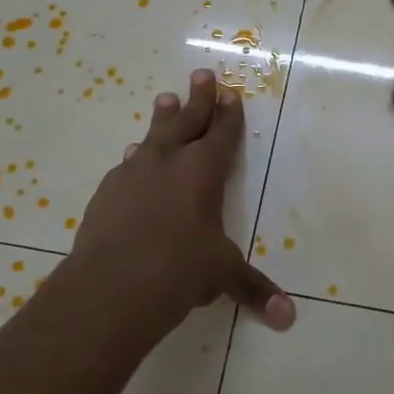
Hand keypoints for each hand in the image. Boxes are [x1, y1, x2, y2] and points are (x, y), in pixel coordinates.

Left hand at [72, 69, 296, 332]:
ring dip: (162, 119)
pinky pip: (126, 166)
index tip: (230, 93)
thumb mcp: (222, 276)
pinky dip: (136, 158)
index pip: (222, 135)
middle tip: (201, 73)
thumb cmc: (180, 270)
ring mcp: (133, 175)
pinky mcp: (106, 194)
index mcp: (203, 172)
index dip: (229, 114)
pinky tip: (132, 158)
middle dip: (197, 98)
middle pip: (186, 121)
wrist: (111, 285)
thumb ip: (254, 290)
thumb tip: (288, 319)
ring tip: (164, 99)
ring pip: (152, 137)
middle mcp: (168, 163)